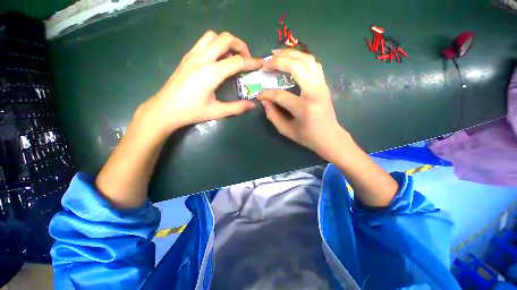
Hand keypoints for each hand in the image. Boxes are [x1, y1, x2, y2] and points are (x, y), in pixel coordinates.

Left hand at [140, 31, 261, 135]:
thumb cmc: (191, 112)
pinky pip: (203, 42)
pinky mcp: (187, 57)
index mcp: (211, 73)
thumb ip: (237, 108)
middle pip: (225, 39)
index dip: (251, 62)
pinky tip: (218, 59)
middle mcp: (202, 59)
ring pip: (213, 36)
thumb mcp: (217, 112)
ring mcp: (192, 55)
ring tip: (232, 56)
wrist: (165, 109)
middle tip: (247, 58)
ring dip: (226, 42)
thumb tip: (252, 105)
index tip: (260, 64)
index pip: (237, 61)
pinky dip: (215, 44)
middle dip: (240, 45)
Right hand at [257, 49, 349, 160]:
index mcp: (304, 107)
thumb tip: (265, 101)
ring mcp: (321, 85)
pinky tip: (292, 59)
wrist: (330, 136)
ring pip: (306, 59)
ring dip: (290, 54)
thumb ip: (273, 116)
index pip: (280, 95)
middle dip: (278, 62)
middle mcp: (314, 91)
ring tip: (276, 54)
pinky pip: (313, 63)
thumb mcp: (286, 130)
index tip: (259, 95)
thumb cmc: (308, 136)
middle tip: (265, 62)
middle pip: (296, 67)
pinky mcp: (323, 83)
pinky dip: (301, 57)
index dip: (267, 94)